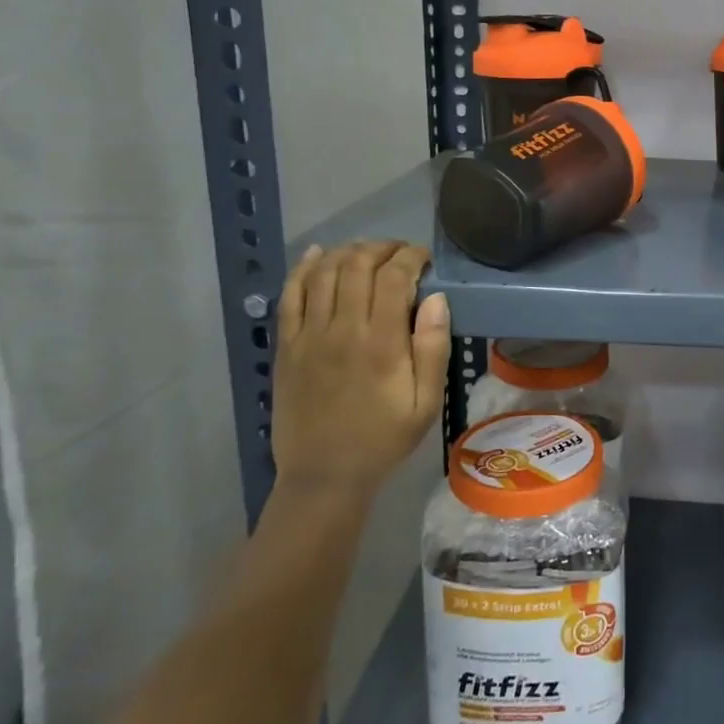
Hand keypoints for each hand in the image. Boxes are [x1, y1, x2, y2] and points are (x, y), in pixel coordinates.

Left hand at [271, 241, 450, 496]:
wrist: (325, 475)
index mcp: (381, 343)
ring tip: (367, 253)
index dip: (410, 257)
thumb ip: (433, 347)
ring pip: (324, 273)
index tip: (425, 259)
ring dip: (347, 252)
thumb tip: (437, 298)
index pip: (394, 277)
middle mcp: (342, 329)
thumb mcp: (426, 401)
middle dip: (382, 248)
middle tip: (400, 254)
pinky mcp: (286, 346)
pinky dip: (303, 269)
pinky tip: (318, 255)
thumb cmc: (384, 437)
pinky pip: (290, 295)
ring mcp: (308, 336)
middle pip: (357, 265)